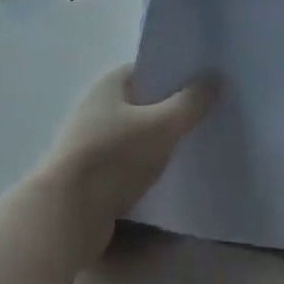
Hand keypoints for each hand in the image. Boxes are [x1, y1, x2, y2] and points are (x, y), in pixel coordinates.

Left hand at [39, 65, 218, 259]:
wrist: (67, 216)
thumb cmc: (114, 157)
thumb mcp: (162, 125)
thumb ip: (191, 102)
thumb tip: (215, 78)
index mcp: (109, 85)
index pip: (149, 68)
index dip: (177, 72)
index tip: (207, 81)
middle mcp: (98, 108)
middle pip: (146, 101)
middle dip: (175, 107)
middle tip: (211, 112)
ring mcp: (93, 142)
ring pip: (140, 134)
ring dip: (164, 139)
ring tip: (199, 143)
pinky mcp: (95, 175)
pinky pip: (132, 161)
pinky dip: (151, 164)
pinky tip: (176, 172)